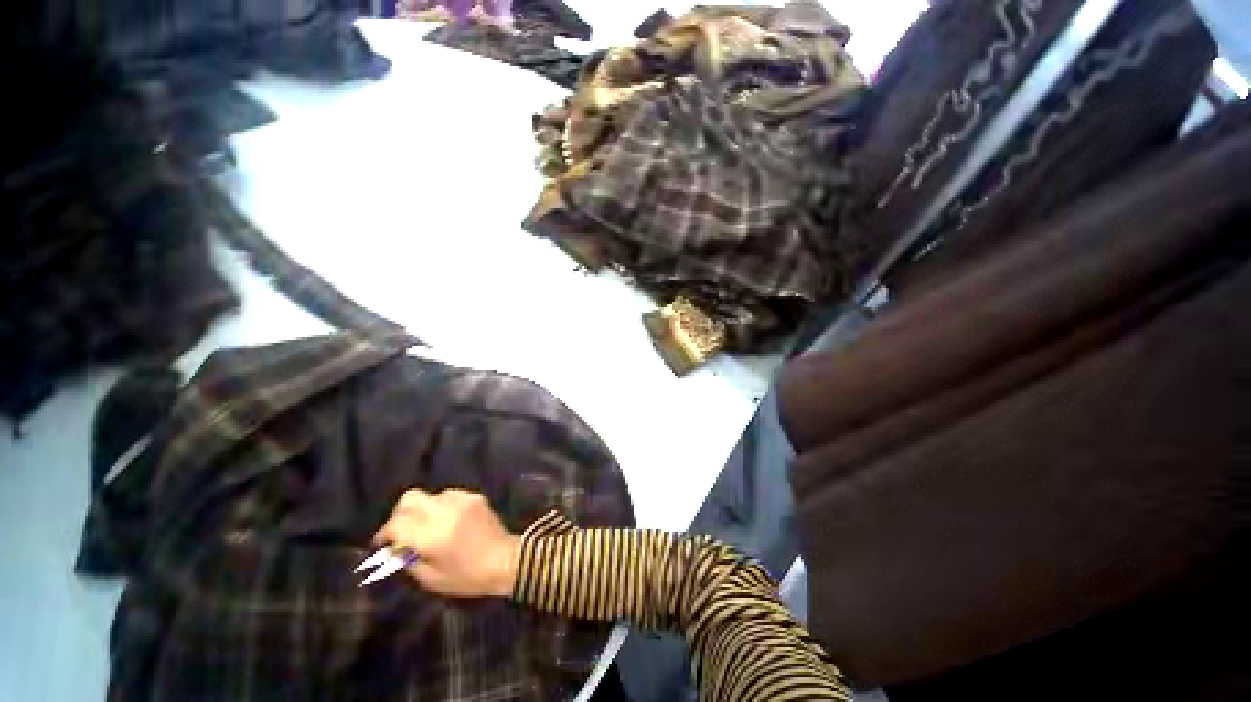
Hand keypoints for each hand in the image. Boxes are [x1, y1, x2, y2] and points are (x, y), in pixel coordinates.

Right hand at [374, 489, 520, 597]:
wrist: (505, 559)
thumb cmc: (468, 577)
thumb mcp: (431, 579)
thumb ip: (408, 561)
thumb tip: (392, 548)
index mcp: (433, 536)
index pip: (397, 524)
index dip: (384, 533)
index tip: (381, 543)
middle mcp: (446, 512)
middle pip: (410, 498)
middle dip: (399, 513)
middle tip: (399, 530)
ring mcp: (462, 500)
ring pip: (430, 495)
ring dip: (422, 509)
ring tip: (426, 527)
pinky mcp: (474, 496)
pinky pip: (448, 495)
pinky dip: (441, 506)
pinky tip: (446, 521)